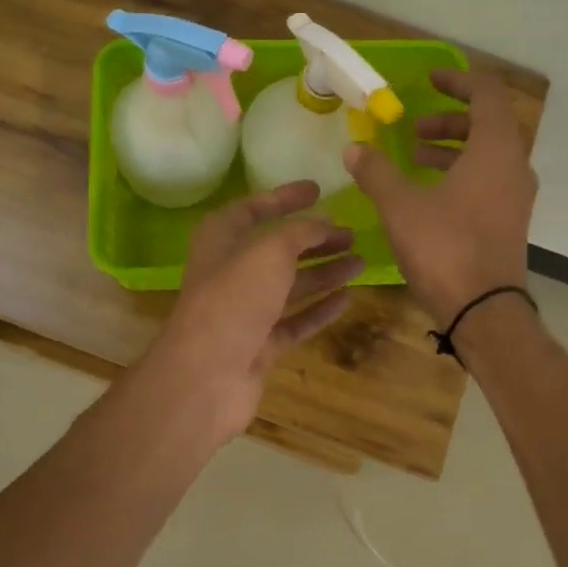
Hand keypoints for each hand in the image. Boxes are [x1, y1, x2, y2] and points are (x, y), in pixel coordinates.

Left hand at [149, 180, 364, 441]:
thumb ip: (300, 231)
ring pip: (290, 285)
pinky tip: (347, 299)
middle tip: (352, 234)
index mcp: (221, 239)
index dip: (285, 198)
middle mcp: (231, 271)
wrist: (207, 376)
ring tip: (361, 262)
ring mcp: (246, 311)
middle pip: (278, 249)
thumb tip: (324, 224)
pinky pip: (295, 320)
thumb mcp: (269, 251)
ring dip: (324, 272)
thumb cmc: (234, 299)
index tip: (319, 190)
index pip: (254, 208)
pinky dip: (319, 309)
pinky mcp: (260, 345)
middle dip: (315, 240)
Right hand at [343, 68, 536, 325]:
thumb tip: (355, 148)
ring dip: (452, 147)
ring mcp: (515, 196)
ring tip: (415, 156)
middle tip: (414, 126)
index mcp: (495, 149)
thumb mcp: (401, 206)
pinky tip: (427, 192)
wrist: (484, 310)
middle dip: (449, 118)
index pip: (486, 94)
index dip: (458, 79)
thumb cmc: (445, 248)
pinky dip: (460, 172)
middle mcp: (514, 166)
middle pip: (487, 124)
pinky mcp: (509, 220)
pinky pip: (487, 179)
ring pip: (487, 154)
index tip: (430, 78)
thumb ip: (377, 171)